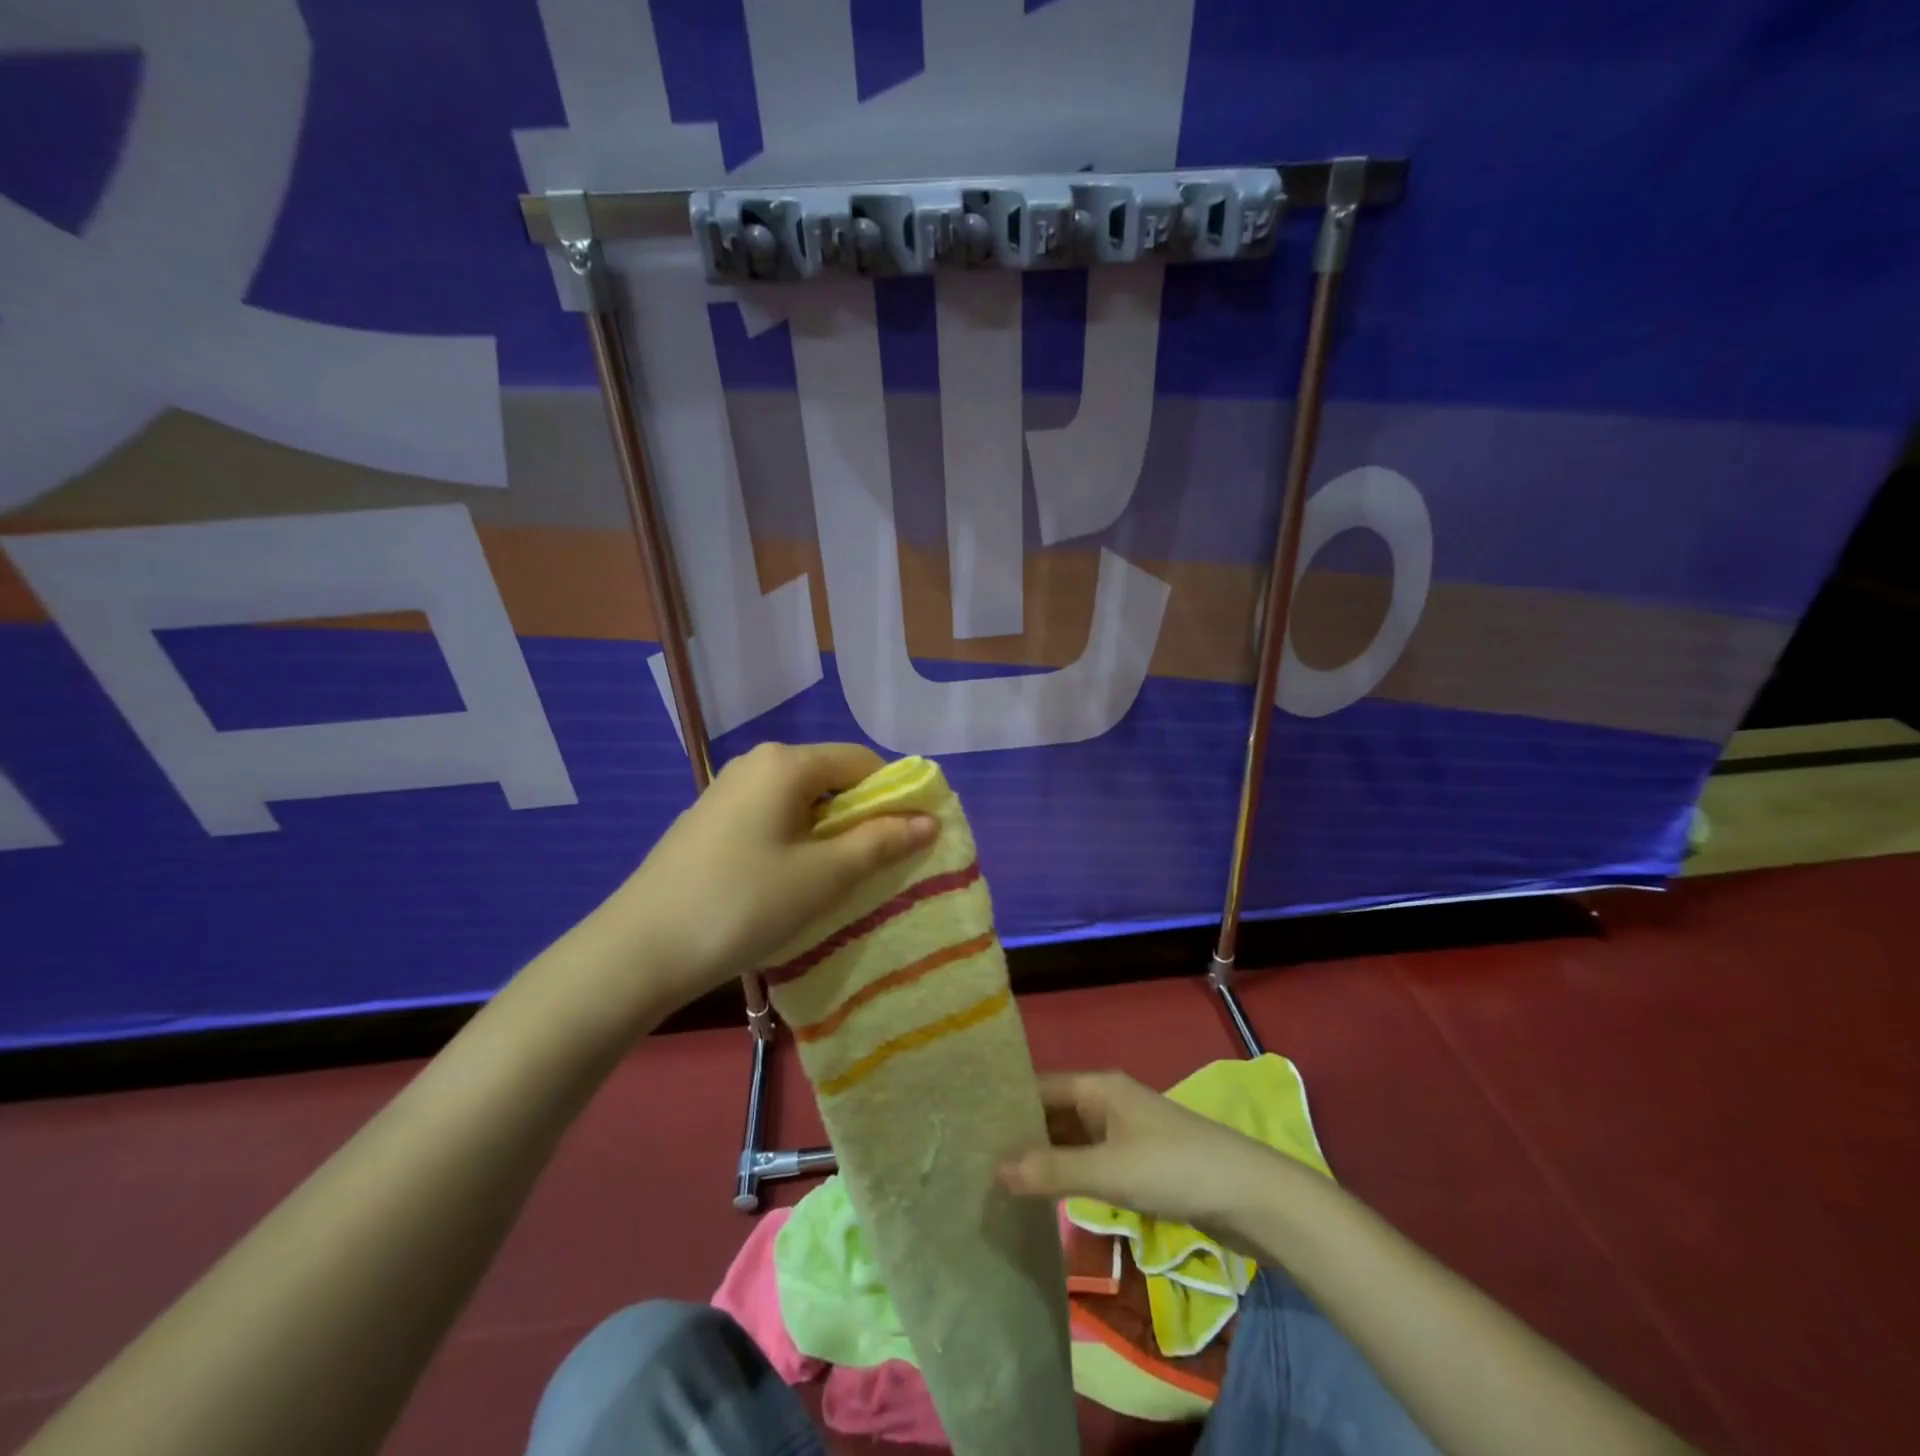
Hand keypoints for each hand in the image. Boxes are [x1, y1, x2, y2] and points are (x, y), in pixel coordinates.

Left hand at [596, 742, 938, 1012]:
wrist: (639, 951)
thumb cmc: (743, 904)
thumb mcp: (823, 876)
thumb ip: (880, 842)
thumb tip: (929, 820)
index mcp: (785, 763)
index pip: (862, 762)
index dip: (893, 797)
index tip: (907, 842)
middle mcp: (755, 764)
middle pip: (831, 779)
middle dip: (860, 819)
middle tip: (873, 870)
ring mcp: (726, 791)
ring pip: (801, 802)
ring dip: (828, 836)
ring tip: (833, 883)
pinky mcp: (709, 822)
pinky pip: (771, 819)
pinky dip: (795, 843)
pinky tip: (787, 884)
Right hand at [1000, 1071, 1286, 1241]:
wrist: (1250, 1196)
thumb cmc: (1175, 1168)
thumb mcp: (1109, 1171)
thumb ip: (1053, 1170)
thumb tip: (994, 1169)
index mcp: (1097, 1087)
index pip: (1038, 1087)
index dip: (1005, 1105)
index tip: (966, 1127)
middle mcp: (1106, 1100)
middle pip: (1051, 1112)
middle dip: (1019, 1135)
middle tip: (972, 1161)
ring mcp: (1122, 1131)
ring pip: (1069, 1139)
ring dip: (1042, 1157)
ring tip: (997, 1181)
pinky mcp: (1135, 1161)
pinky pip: (1088, 1161)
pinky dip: (1066, 1175)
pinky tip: (1043, 1198)